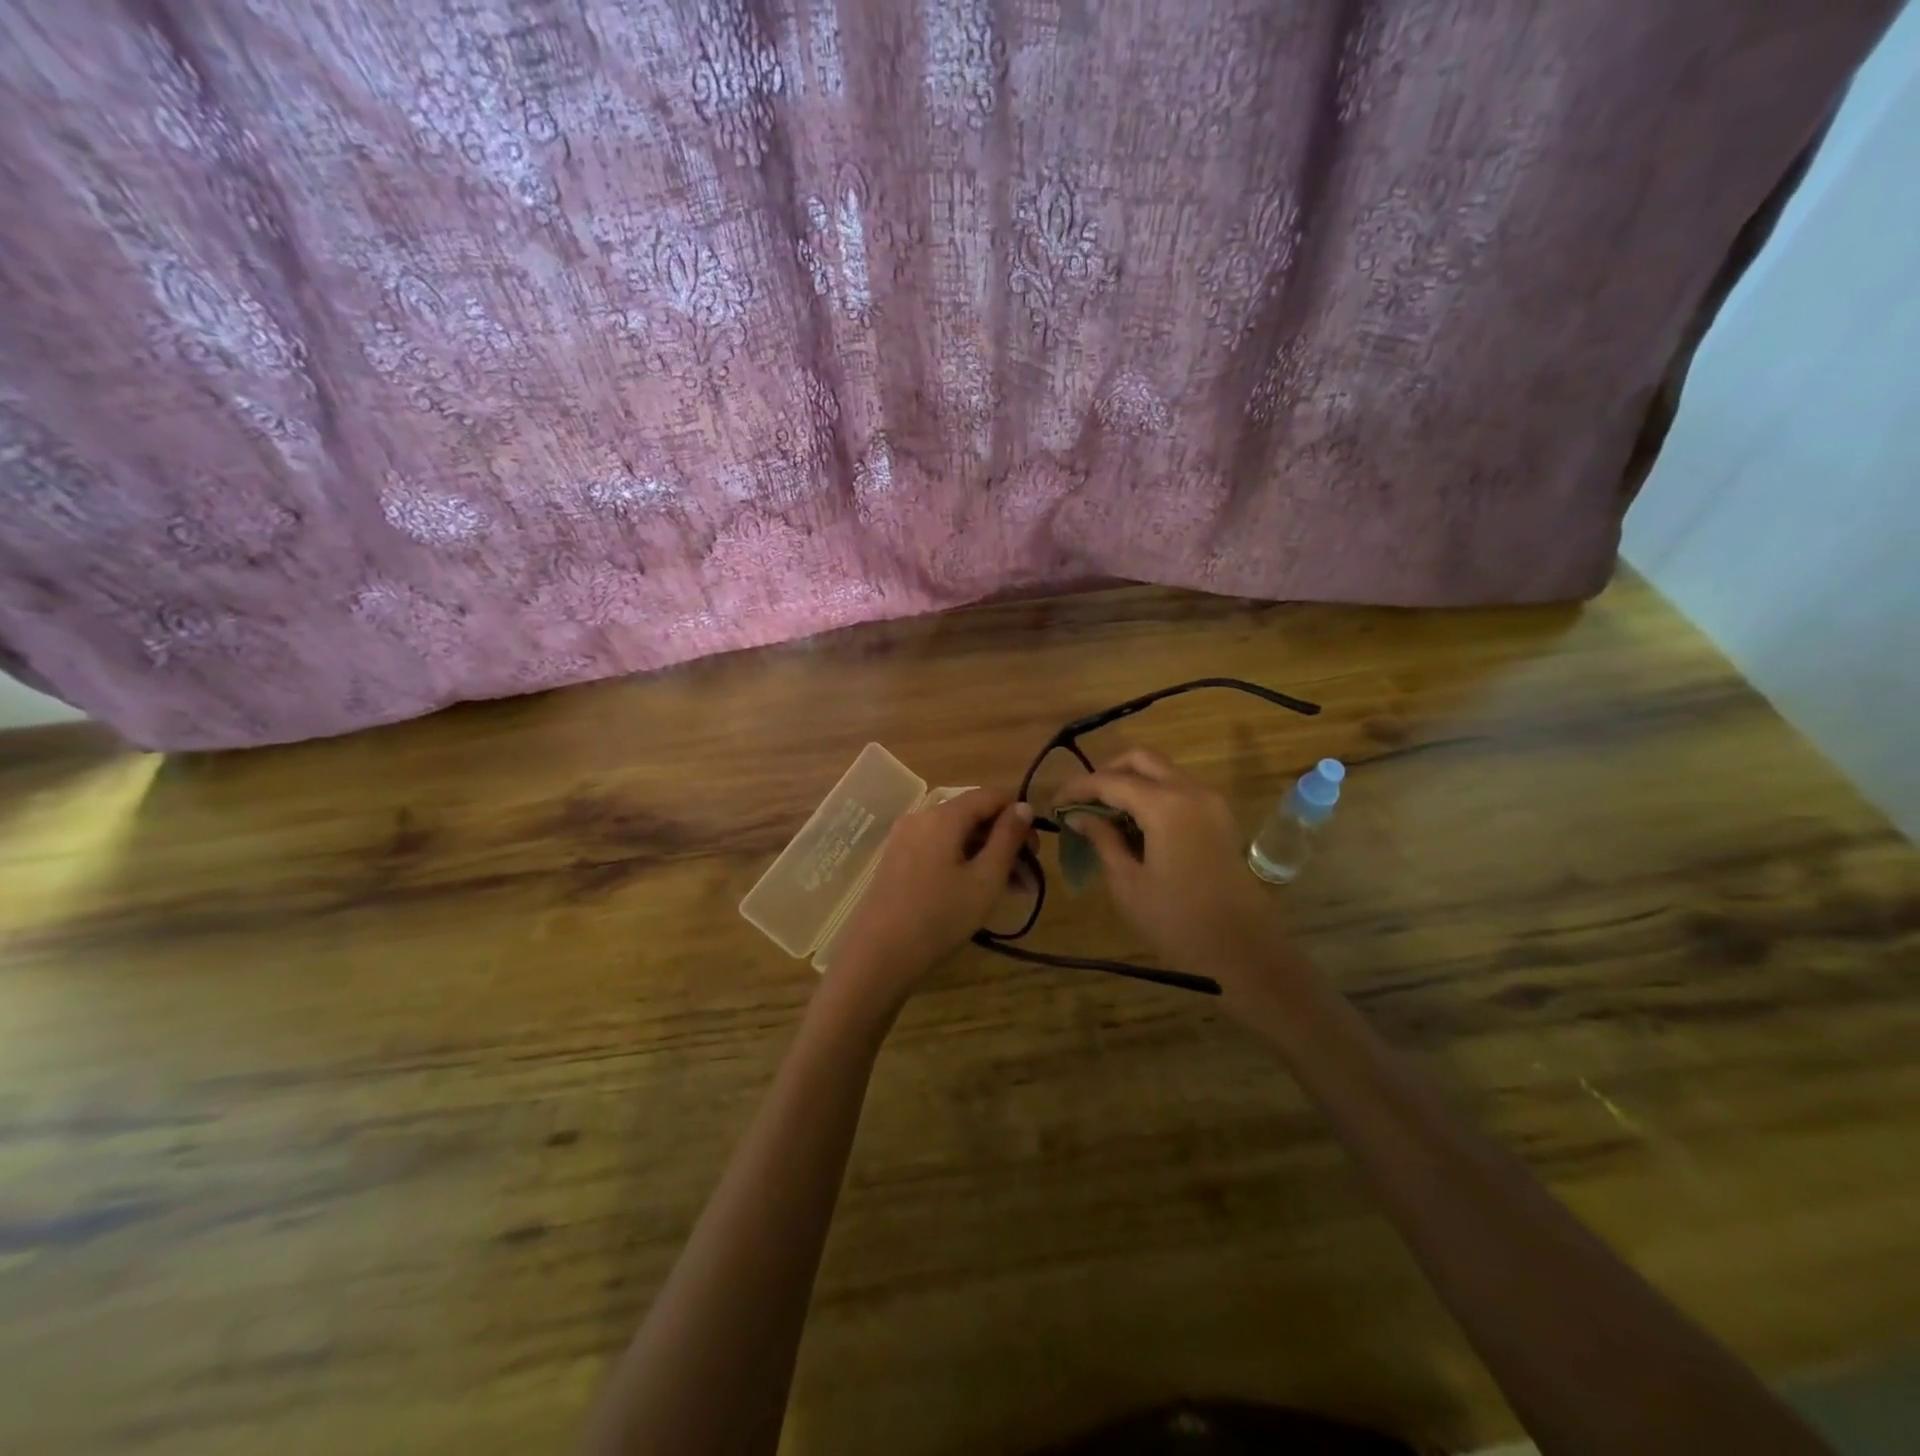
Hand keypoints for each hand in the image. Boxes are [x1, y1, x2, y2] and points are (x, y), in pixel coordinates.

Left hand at [824, 787, 1033, 1012]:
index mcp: (943, 815)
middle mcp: (921, 817)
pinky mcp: (896, 860)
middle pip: (973, 816)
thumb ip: (1008, 839)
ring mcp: (905, 838)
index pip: (990, 796)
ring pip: (957, 836)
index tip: (1037, 849)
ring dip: (987, 856)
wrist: (877, 956)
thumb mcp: (985, 880)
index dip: (1019, 815)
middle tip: (1028, 878)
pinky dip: (963, 862)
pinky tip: (978, 891)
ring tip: (1012, 891)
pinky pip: (939, 849)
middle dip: (1005, 842)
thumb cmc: (939, 917)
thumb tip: (1023, 806)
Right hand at [1053, 749, 1303, 1009]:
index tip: (1054, 804)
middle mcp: (1191, 791)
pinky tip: (1133, 824)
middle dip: (1107, 772)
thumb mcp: (1128, 883)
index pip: (1111, 780)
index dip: (1078, 788)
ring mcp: (1210, 802)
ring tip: (1103, 814)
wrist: (1244, 952)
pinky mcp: (1219, 818)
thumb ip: (1102, 839)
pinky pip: (1179, 789)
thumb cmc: (1177, 922)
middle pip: (1141, 759)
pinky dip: (1152, 794)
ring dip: (1131, 782)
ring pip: (1163, 771)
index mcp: (1166, 805)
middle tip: (1082, 801)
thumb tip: (1078, 815)